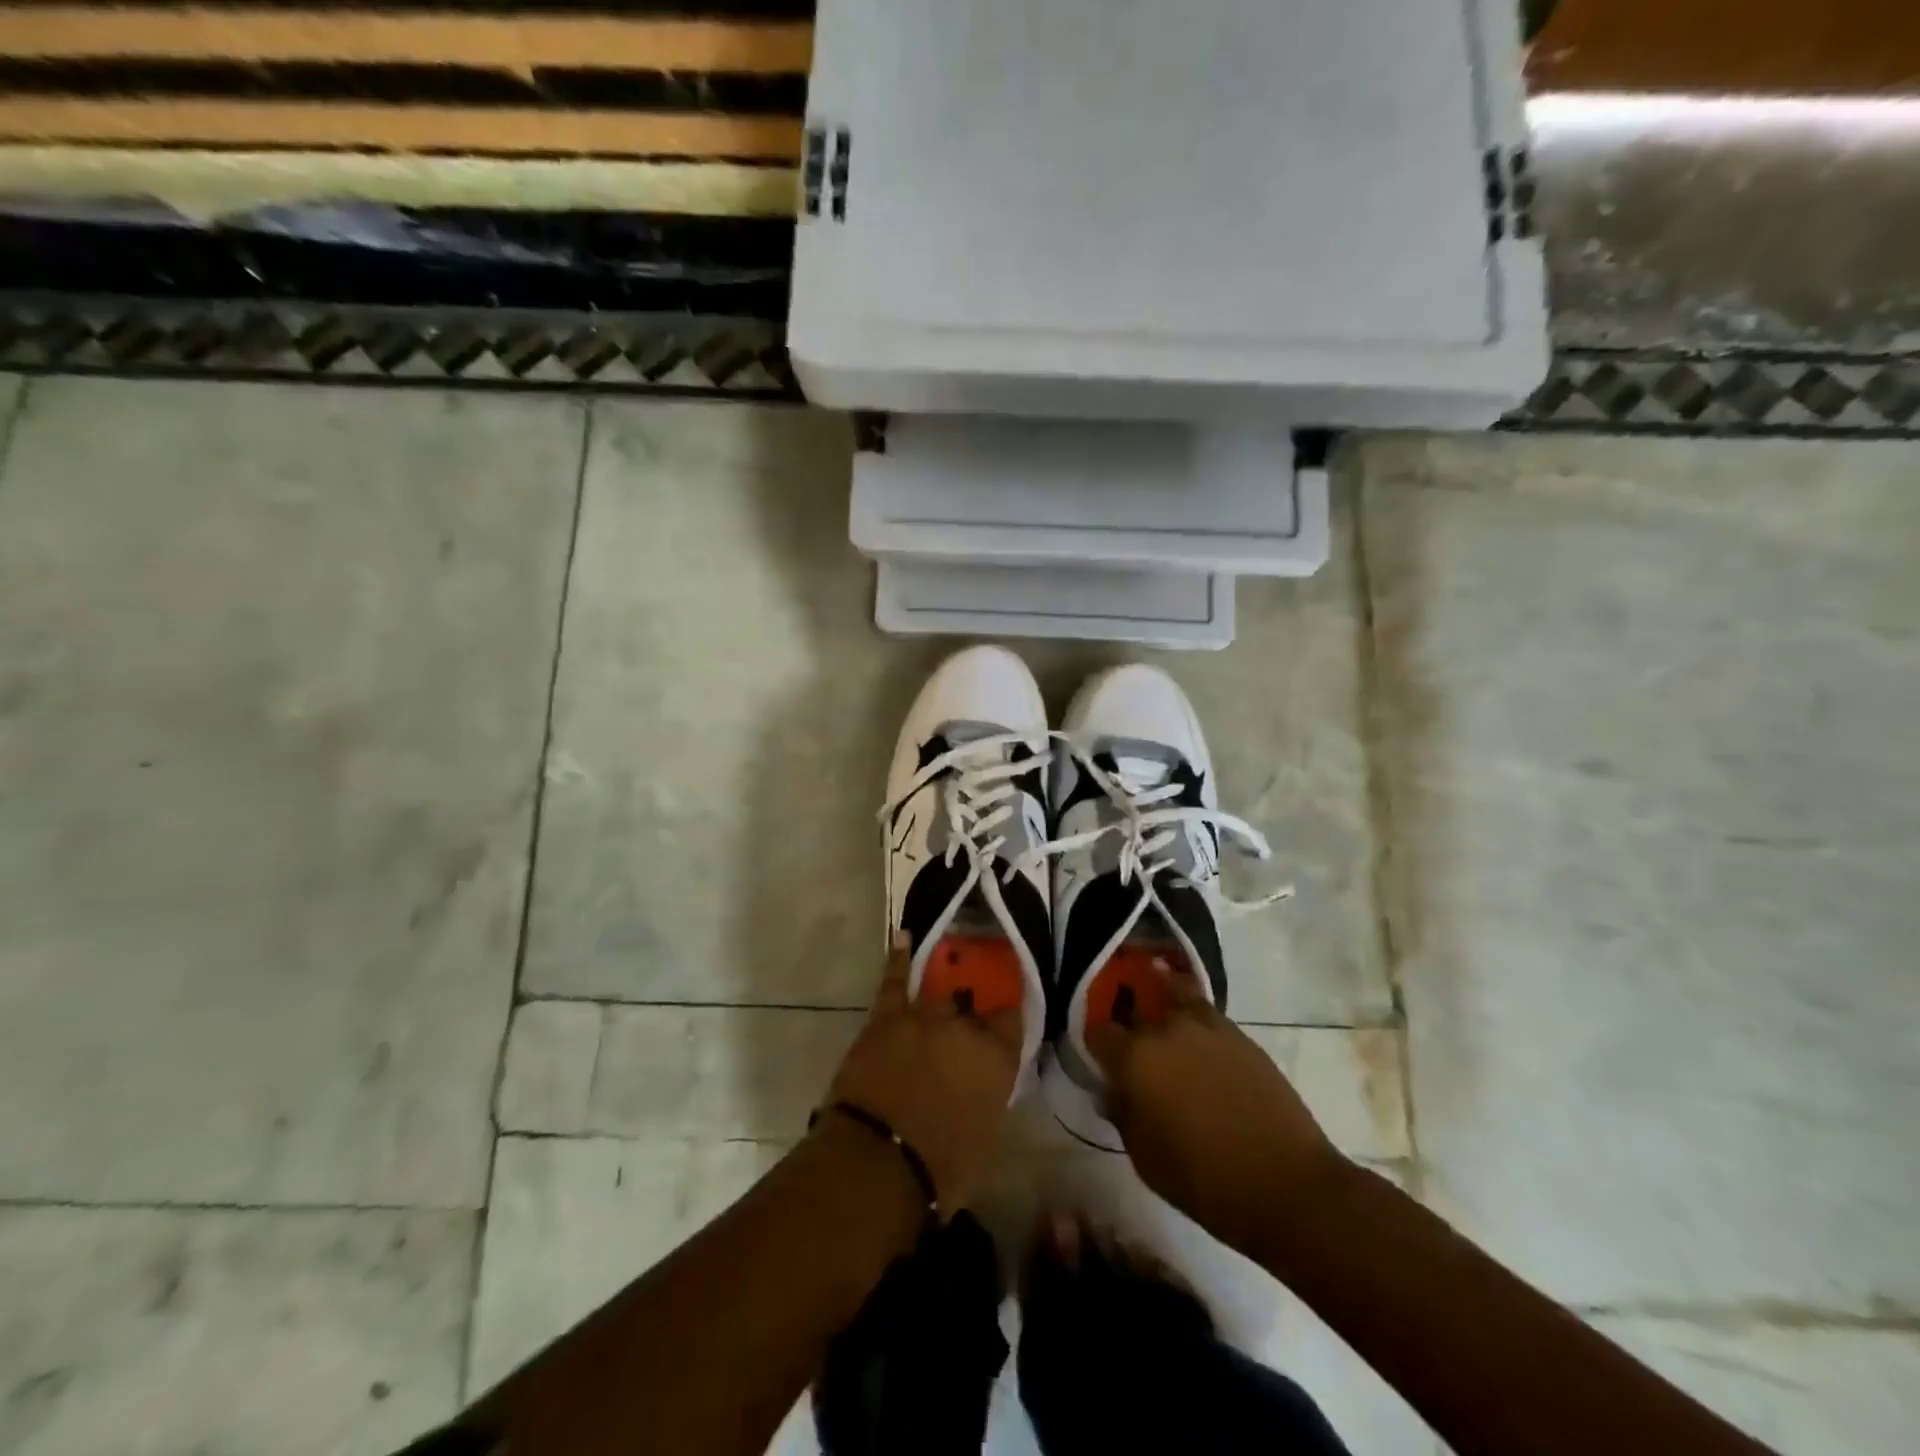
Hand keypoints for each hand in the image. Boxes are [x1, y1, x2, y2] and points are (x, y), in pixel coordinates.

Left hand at [823, 935, 1021, 1214]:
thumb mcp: (985, 1141)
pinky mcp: (887, 1017)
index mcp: (997, 1059)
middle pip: (973, 1009)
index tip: (1004, 1025)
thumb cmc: (941, 1169)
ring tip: (949, 975)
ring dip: (942, 995)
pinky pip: (895, 979)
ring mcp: (924, 1017)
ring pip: (939, 994)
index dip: (1008, 1021)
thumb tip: (982, 1088)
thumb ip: (988, 1101)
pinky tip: (903, 936)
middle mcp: (965, 1028)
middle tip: (964, 1031)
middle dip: (970, 1018)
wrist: (878, 1162)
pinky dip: (899, 958)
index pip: (1013, 1022)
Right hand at [1086, 965, 1342, 1258]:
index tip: (1101, 1062)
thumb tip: (1112, 1091)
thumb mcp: (1145, 1159)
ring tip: (1165, 1024)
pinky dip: (1196, 1018)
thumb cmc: (1204, 1181)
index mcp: (1135, 1058)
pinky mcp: (1240, 1035)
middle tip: (1135, 1054)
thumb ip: (1122, 1115)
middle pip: (1136, 1012)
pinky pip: (1206, 1013)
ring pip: (1174, 995)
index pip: (1099, 1032)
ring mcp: (1207, 1026)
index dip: (1096, 1045)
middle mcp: (1166, 1029)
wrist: (1287, 1185)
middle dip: (1130, 1028)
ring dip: (1164, 1007)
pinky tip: (1199, 1042)